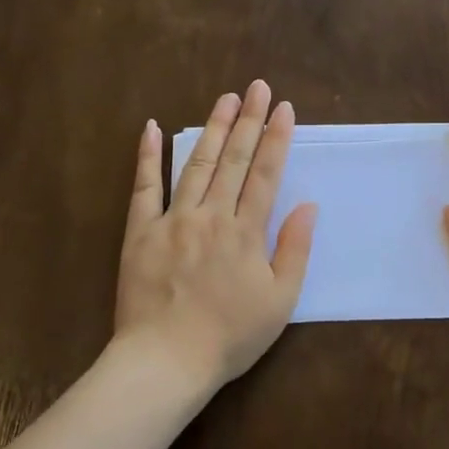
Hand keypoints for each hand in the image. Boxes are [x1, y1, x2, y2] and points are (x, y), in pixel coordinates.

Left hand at [115, 80, 317, 396]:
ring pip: (196, 165)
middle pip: (234, 160)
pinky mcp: (140, 232)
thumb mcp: (279, 301)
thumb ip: (294, 249)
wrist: (166, 361)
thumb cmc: (230, 336)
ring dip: (212, 129)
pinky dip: (148, 156)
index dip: (276, 139)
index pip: (265, 174)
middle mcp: (210, 216)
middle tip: (257, 87)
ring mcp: (172, 220)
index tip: (283, 108)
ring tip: (225, 98)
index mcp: (245, 232)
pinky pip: (144, 188)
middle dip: (249, 120)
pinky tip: (153, 128)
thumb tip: (308, 205)